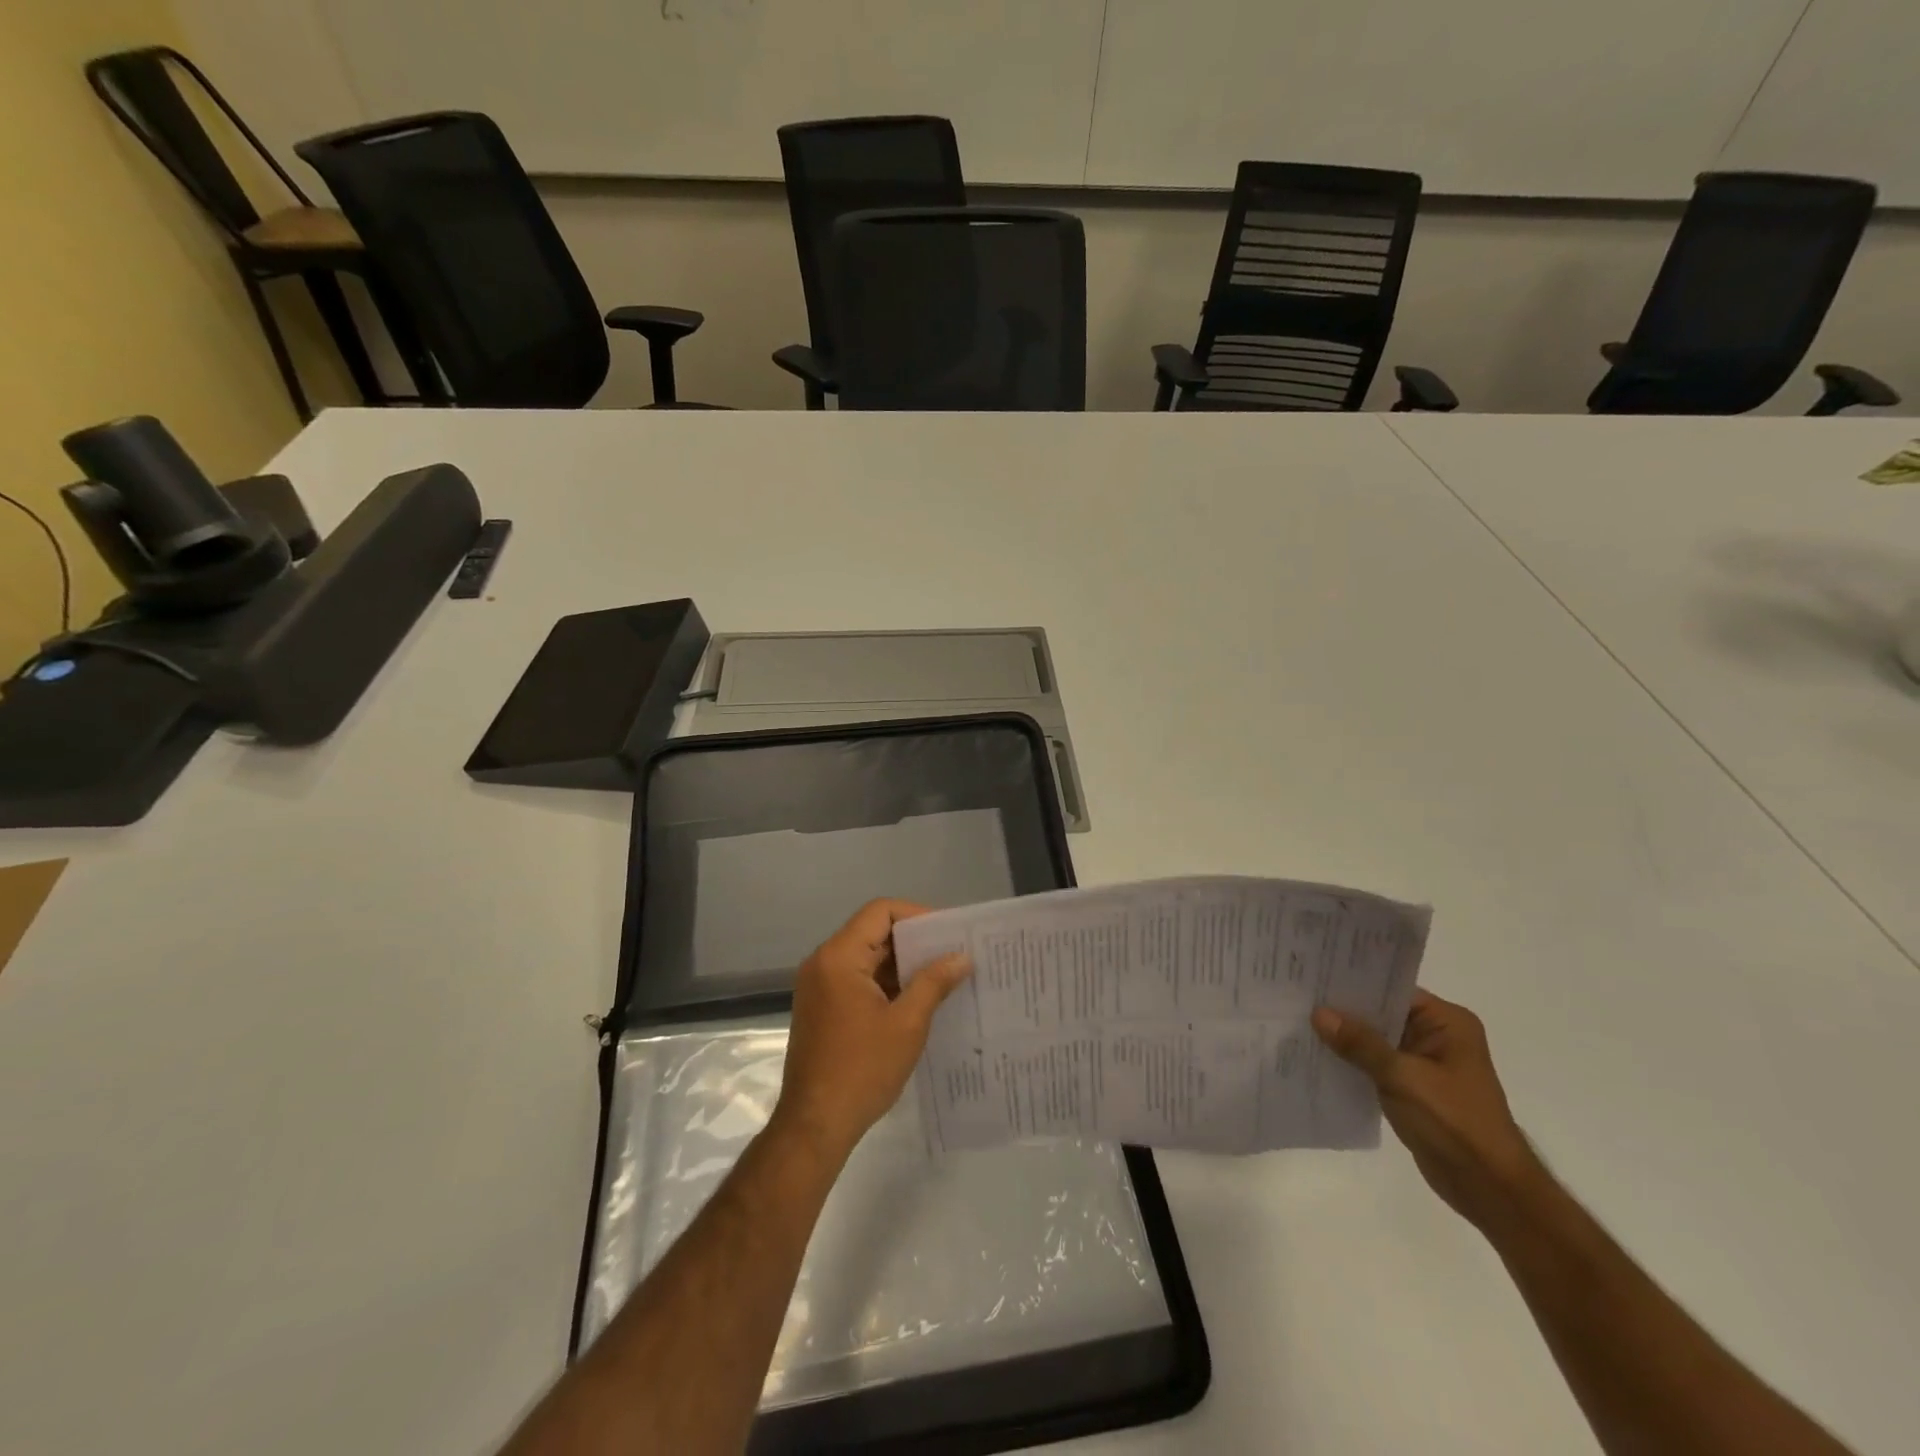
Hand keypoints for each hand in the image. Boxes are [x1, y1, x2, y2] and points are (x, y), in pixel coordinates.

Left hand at [772, 900, 970, 1163]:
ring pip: (867, 958)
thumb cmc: (862, 1069)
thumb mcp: (907, 1023)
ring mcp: (819, 986)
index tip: (948, 934)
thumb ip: (934, 982)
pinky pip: (858, 980)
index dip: (917, 916)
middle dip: (914, 943)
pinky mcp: (822, 1008)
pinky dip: (886, 984)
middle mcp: (823, 962)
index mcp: (839, 956)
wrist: (815, 1125)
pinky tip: (917, 1001)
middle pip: (873, 932)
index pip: (880, 912)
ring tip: (942, 978)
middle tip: (953, 955)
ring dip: (901, 966)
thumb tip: (961, 957)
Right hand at [1312, 990, 1544, 1229]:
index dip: (1353, 983)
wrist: (1489, 1189)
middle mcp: (1437, 1036)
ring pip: (1375, 1040)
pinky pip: (1375, 1064)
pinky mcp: (1412, 1088)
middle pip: (1381, 1013)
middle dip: (1343, 1011)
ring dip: (1344, 1038)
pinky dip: (1352, 1062)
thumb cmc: (1454, 1123)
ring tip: (1298, 1021)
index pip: (1392, 989)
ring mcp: (1424, 1063)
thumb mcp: (1403, 1077)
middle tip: (1297, 996)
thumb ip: (1360, 1043)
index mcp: (1447, 1023)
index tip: (1314, 976)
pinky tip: (1317, 1056)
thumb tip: (1319, 1013)